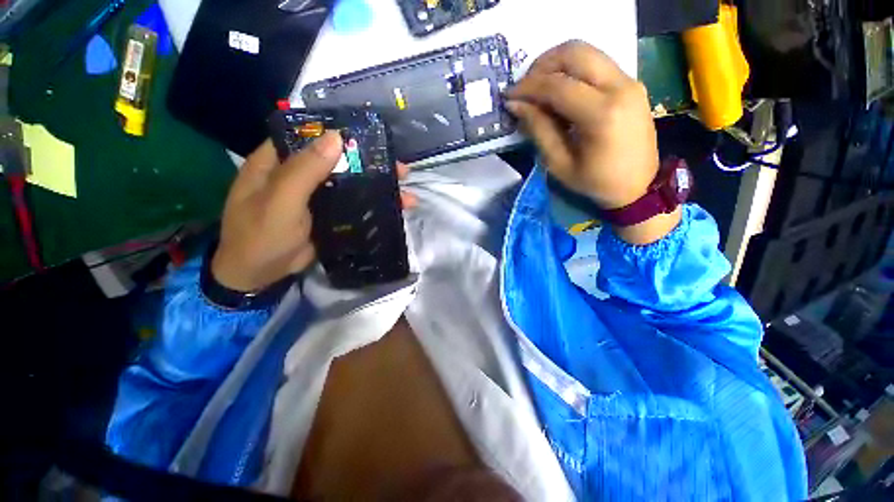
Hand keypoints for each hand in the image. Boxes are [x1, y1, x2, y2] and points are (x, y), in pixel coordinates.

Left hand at [211, 133, 416, 291]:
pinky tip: (394, 208)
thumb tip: (336, 137)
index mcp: (280, 161)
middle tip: (400, 170)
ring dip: (377, 186)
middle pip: (339, 161)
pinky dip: (372, 205)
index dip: (341, 134)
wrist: (258, 275)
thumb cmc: (260, 235)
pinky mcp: (328, 215)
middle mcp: (299, 174)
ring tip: (406, 191)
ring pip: (350, 184)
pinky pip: (352, 204)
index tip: (373, 137)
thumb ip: (305, 170)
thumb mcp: (280, 200)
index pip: (312, 136)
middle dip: (370, 164)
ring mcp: (316, 196)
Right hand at [507, 41, 677, 243]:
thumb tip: (516, 105)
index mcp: (602, 114)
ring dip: (557, 63)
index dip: (528, 88)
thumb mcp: (560, 163)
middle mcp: (620, 87)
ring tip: (539, 87)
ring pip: (587, 51)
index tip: (509, 96)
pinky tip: (560, 91)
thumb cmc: (596, 182)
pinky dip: (573, 70)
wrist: (639, 185)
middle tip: (525, 87)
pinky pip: (597, 62)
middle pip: (575, 52)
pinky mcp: (631, 83)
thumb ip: (538, 129)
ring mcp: (629, 81)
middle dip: (542, 65)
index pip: (557, 85)